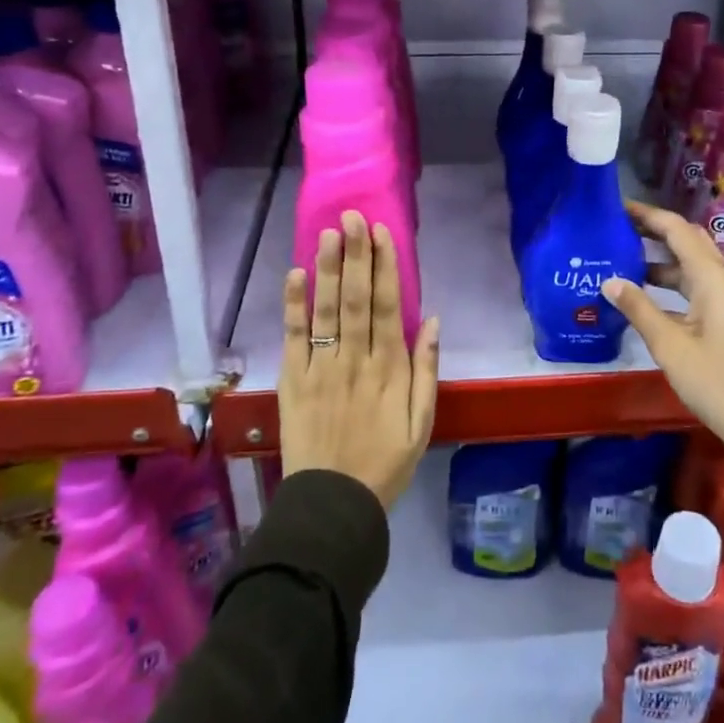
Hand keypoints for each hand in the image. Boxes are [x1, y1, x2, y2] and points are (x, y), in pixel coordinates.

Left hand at [280, 211, 439, 508]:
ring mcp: (320, 369)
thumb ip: (426, 370)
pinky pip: (292, 338)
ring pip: (325, 311)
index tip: (382, 233)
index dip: (385, 267)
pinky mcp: (292, 382)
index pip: (386, 306)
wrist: (332, 506)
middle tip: (353, 217)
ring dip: (327, 269)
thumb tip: (431, 320)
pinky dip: (293, 306)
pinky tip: (295, 275)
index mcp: (389, 369)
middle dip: (355, 255)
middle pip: (355, 299)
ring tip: (328, 233)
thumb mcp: (422, 423)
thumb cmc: (384, 463)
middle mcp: (354, 360)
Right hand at [604, 201, 723, 463]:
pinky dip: (666, 285)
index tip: (616, 207)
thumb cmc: (717, 380)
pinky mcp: (721, 320)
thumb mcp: (670, 345)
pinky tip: (640, 297)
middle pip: (686, 242)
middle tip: (616, 228)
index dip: (648, 215)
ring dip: (658, 260)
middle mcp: (720, 280)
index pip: (677, 230)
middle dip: (653, 231)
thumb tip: (609, 280)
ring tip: (620, 258)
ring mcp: (723, 301)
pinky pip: (691, 288)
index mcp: (711, 277)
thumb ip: (639, 309)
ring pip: (688, 267)